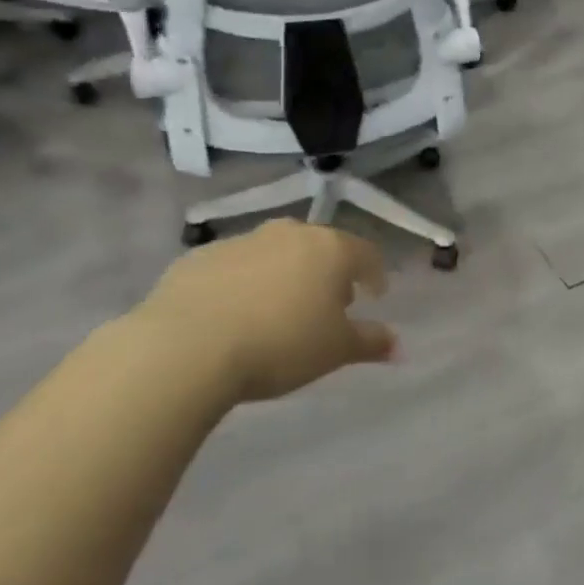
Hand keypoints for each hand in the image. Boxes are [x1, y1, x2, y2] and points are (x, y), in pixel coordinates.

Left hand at [126, 220, 395, 401]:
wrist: (186, 348)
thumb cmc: (280, 344)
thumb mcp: (335, 350)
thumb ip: (371, 342)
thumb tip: (398, 345)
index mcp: (330, 249)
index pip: (366, 253)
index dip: (374, 274)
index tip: (374, 295)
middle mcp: (289, 234)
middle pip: (319, 247)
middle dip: (327, 272)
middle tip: (325, 305)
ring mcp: (241, 241)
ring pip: (274, 253)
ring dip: (282, 275)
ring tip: (276, 312)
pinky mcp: (198, 258)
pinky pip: (232, 267)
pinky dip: (241, 284)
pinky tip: (232, 315)